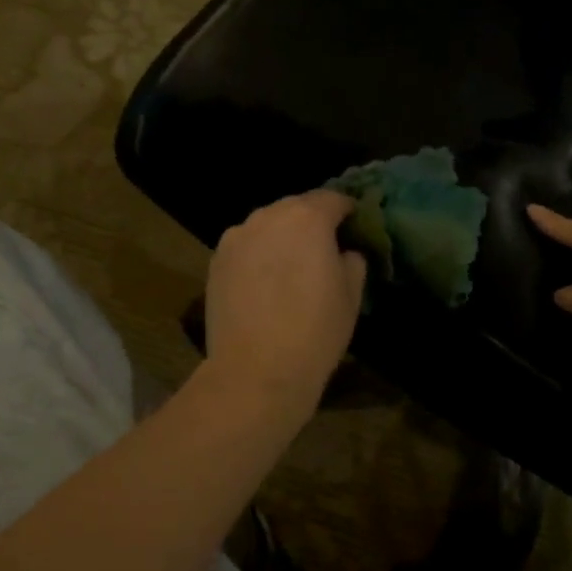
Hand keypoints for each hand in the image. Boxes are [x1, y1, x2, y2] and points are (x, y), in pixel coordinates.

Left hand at [204, 190, 367, 416]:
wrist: (256, 371)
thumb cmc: (315, 332)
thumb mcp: (351, 295)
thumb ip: (352, 260)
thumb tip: (344, 251)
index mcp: (308, 218)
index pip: (333, 199)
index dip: (347, 211)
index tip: (355, 227)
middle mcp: (268, 216)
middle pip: (296, 207)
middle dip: (313, 222)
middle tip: (324, 249)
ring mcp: (237, 237)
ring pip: (268, 225)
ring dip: (283, 236)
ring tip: (291, 267)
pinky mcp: (216, 260)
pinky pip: (246, 246)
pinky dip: (259, 254)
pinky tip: (265, 282)